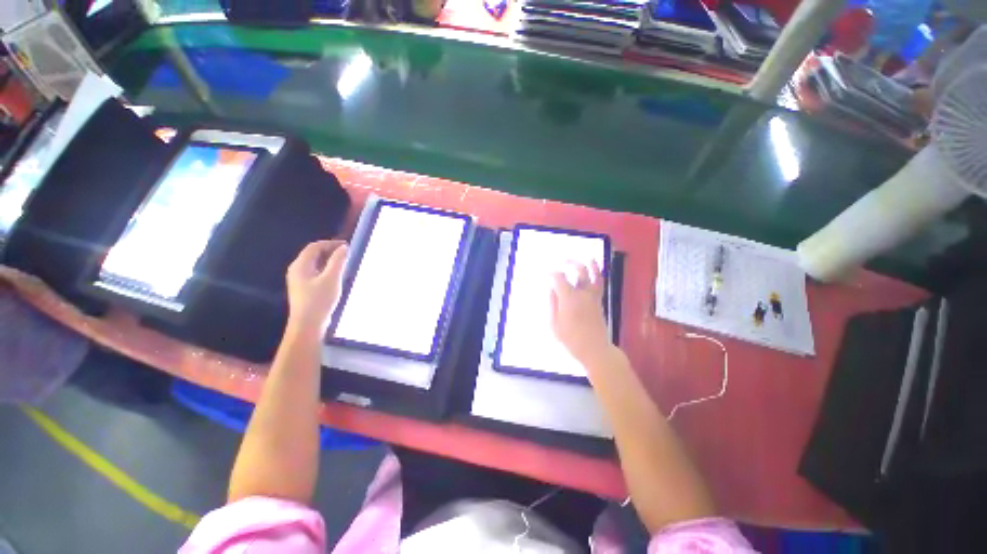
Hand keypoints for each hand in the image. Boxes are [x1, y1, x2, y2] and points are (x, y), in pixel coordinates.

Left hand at [285, 240, 348, 336]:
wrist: (308, 325)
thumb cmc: (319, 300)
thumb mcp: (332, 279)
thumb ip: (338, 261)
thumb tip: (344, 247)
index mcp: (300, 265)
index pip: (314, 247)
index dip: (330, 243)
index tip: (346, 246)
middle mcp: (296, 270)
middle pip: (312, 254)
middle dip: (329, 251)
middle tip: (346, 253)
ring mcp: (298, 280)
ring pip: (314, 264)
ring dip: (328, 260)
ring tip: (344, 263)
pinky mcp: (303, 289)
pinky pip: (314, 272)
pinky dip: (326, 269)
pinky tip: (335, 276)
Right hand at [549, 261, 612, 365]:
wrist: (594, 348)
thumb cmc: (571, 338)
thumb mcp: (554, 323)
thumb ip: (552, 303)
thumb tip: (552, 289)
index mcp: (569, 298)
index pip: (559, 278)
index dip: (553, 274)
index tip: (548, 274)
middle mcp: (582, 293)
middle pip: (579, 271)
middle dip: (571, 263)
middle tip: (564, 262)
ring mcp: (593, 296)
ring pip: (593, 275)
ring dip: (590, 265)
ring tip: (588, 259)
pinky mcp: (599, 301)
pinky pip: (599, 283)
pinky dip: (598, 274)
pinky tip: (595, 271)